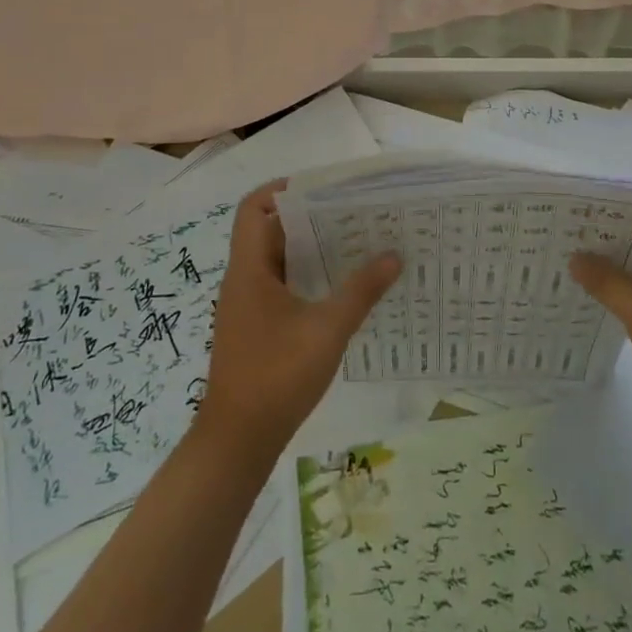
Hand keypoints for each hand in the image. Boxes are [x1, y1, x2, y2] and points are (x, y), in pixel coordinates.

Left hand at [202, 181, 400, 452]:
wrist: (237, 442)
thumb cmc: (277, 376)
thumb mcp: (327, 329)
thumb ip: (361, 290)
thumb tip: (394, 255)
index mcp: (250, 269)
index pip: (254, 207)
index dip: (284, 189)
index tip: (324, 189)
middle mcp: (244, 279)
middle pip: (271, 229)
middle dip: (311, 216)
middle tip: (354, 212)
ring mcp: (248, 305)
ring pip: (278, 259)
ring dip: (312, 248)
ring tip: (356, 242)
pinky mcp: (256, 327)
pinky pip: (282, 285)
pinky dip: (308, 276)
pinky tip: (342, 287)